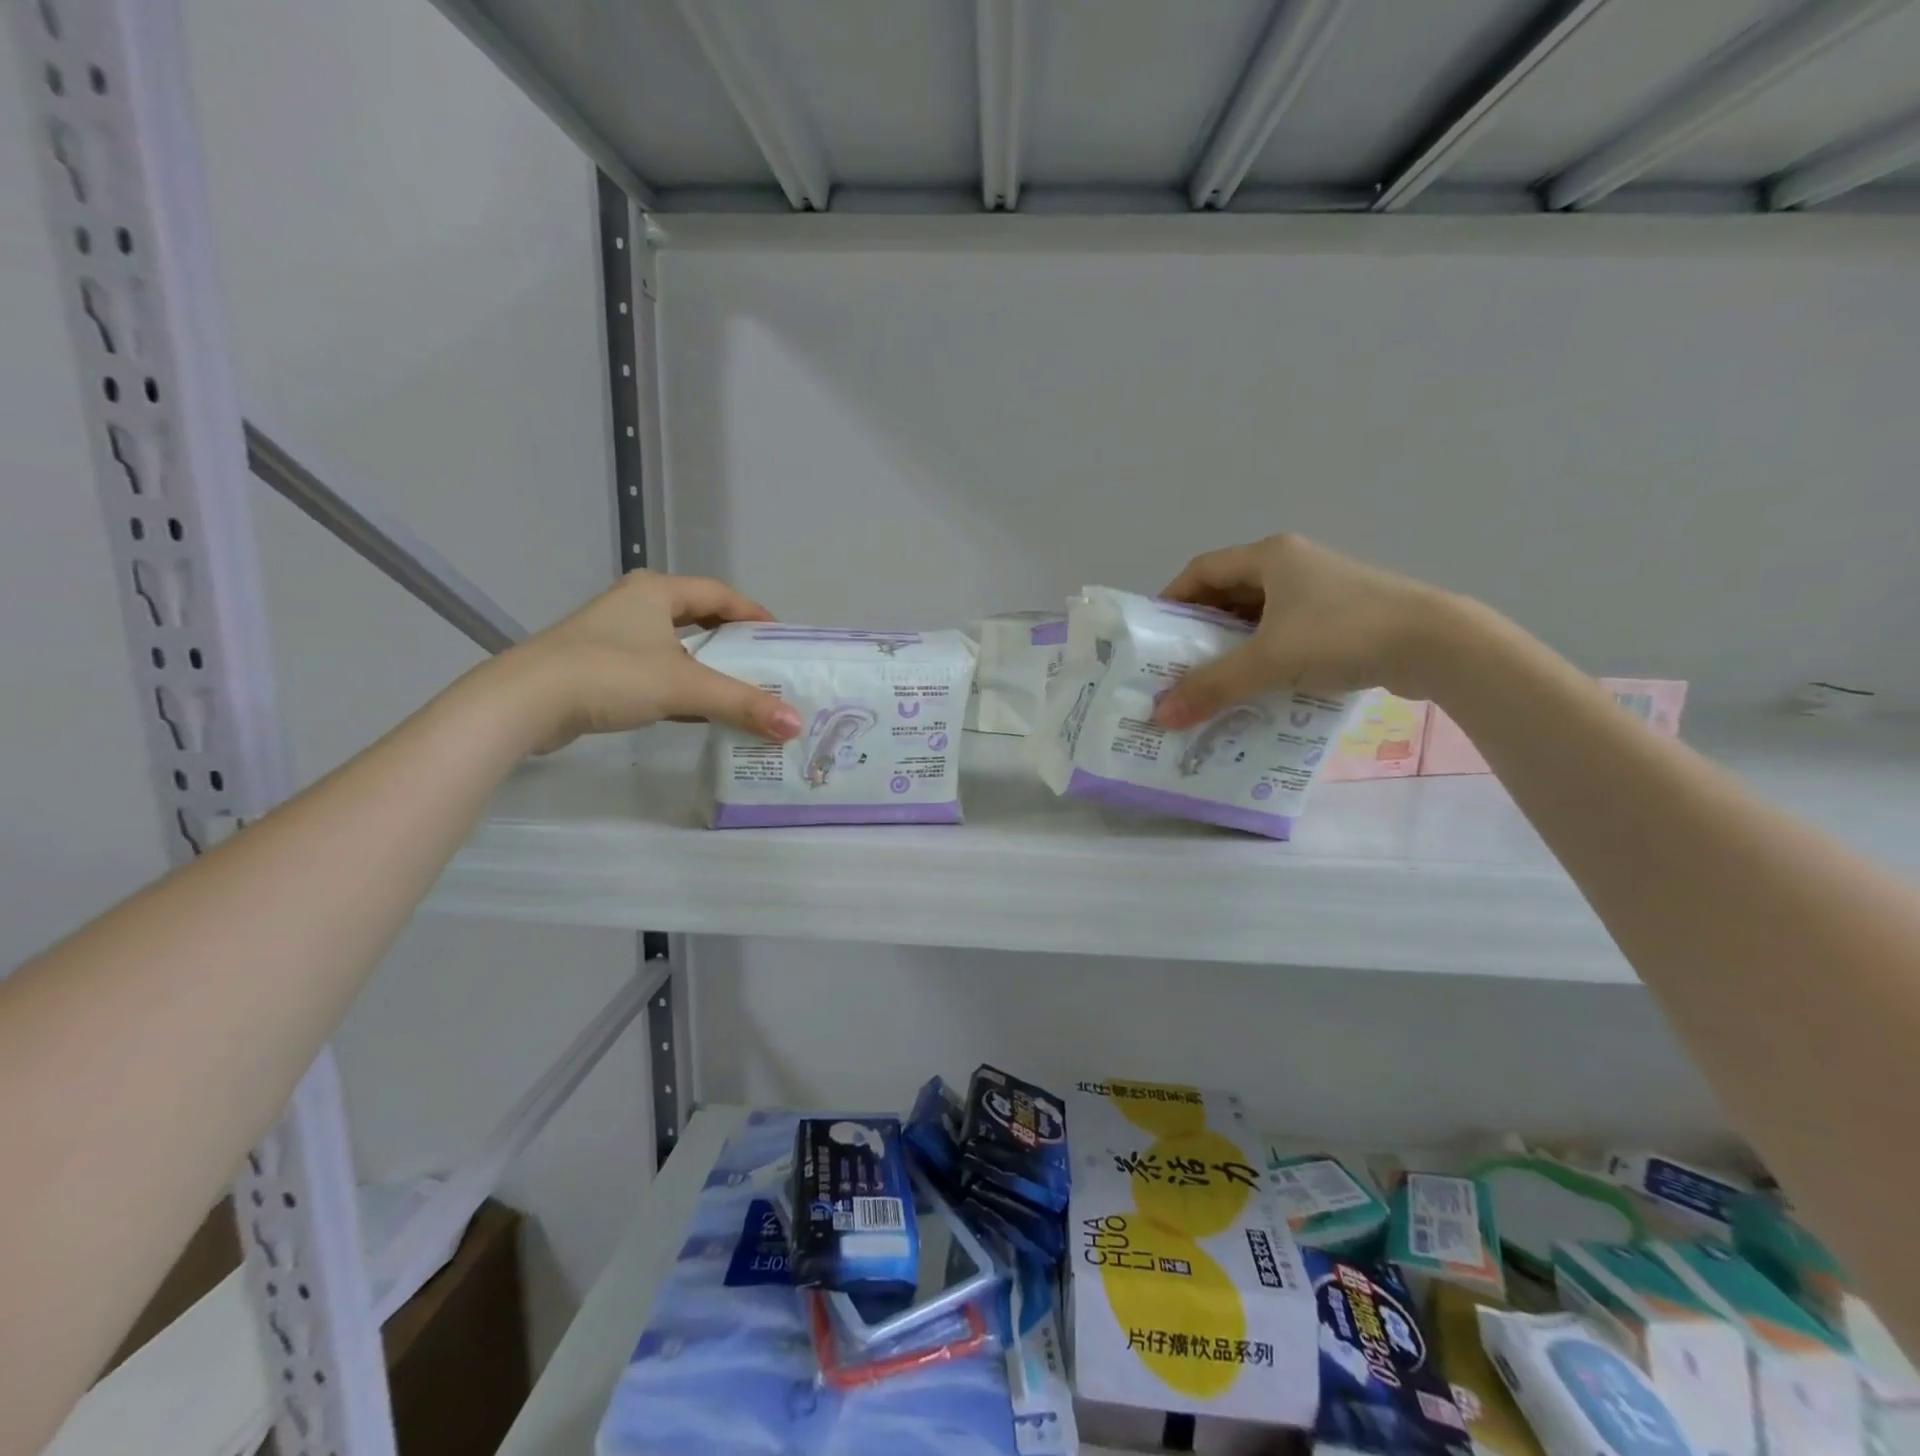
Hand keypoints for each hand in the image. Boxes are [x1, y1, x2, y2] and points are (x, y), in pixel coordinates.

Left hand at [502, 571, 803, 753]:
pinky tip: (698, 710)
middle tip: (763, 666)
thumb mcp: (684, 686)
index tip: (780, 640)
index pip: (719, 594)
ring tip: (739, 689)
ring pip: (675, 646)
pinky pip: (655, 670)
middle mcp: (635, 605)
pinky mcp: (598, 666)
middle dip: (732, 642)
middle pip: (698, 618)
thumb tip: (794, 725)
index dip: (753, 614)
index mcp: (655, 591)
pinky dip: (681, 686)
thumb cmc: (609, 675)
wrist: (525, 702)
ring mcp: (613, 636)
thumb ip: (742, 704)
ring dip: (706, 667)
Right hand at [1152, 534, 1449, 728]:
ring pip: (1259, 615)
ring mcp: (1322, 590)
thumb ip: (1212, 687)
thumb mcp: (1268, 661)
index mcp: (1271, 556)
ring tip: (1211, 680)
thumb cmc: (1343, 634)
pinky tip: (1257, 685)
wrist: (1438, 644)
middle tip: (1177, 664)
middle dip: (1200, 628)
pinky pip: (1286, 632)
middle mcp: (1294, 564)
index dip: (1172, 598)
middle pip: (1229, 592)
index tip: (1154, 634)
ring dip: (1232, 645)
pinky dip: (1264, 654)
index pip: (1202, 569)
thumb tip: (1159, 716)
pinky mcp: (1343, 617)